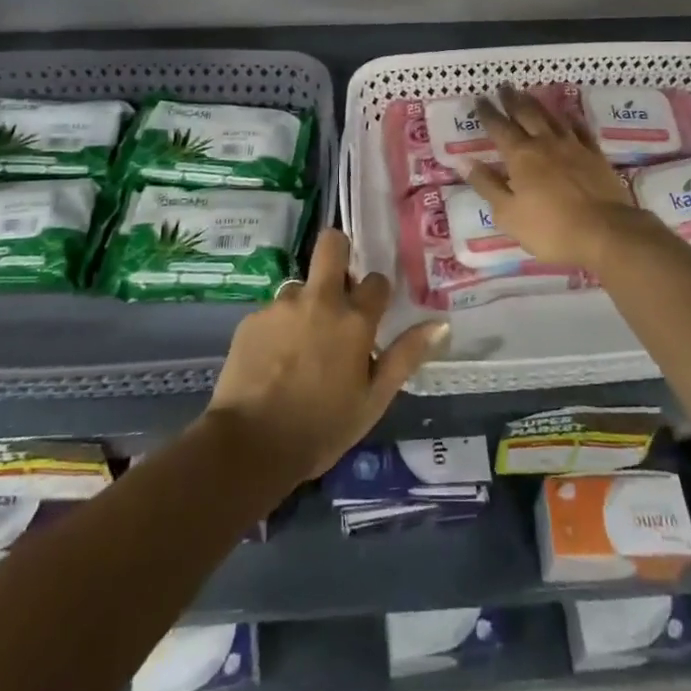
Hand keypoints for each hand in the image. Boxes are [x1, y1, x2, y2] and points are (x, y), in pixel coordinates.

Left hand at [204, 229, 446, 481]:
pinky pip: (273, 311)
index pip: (377, 281)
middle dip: (338, 253)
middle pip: (332, 245)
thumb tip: (440, 324)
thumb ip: (406, 356)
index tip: (372, 313)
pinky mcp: (252, 318)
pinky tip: (274, 361)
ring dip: (306, 305)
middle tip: (338, 288)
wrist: (250, 445)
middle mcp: (320, 299)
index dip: (376, 294)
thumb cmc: (322, 428)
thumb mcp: (373, 400)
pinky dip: (279, 328)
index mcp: (354, 319)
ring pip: (301, 286)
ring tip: (300, 346)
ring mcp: (282, 305)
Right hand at [464, 86, 637, 268]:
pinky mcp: (595, 155)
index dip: (488, 112)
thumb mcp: (508, 214)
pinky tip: (568, 116)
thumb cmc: (550, 228)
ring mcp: (573, 146)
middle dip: (512, 99)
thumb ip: (487, 185)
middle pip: (526, 114)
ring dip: (537, 104)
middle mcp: (545, 142)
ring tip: (528, 94)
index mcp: (520, 156)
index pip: (499, 127)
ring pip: (552, 117)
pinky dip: (571, 119)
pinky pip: (580, 129)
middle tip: (504, 86)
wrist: (606, 232)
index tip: (480, 99)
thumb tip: (464, 161)